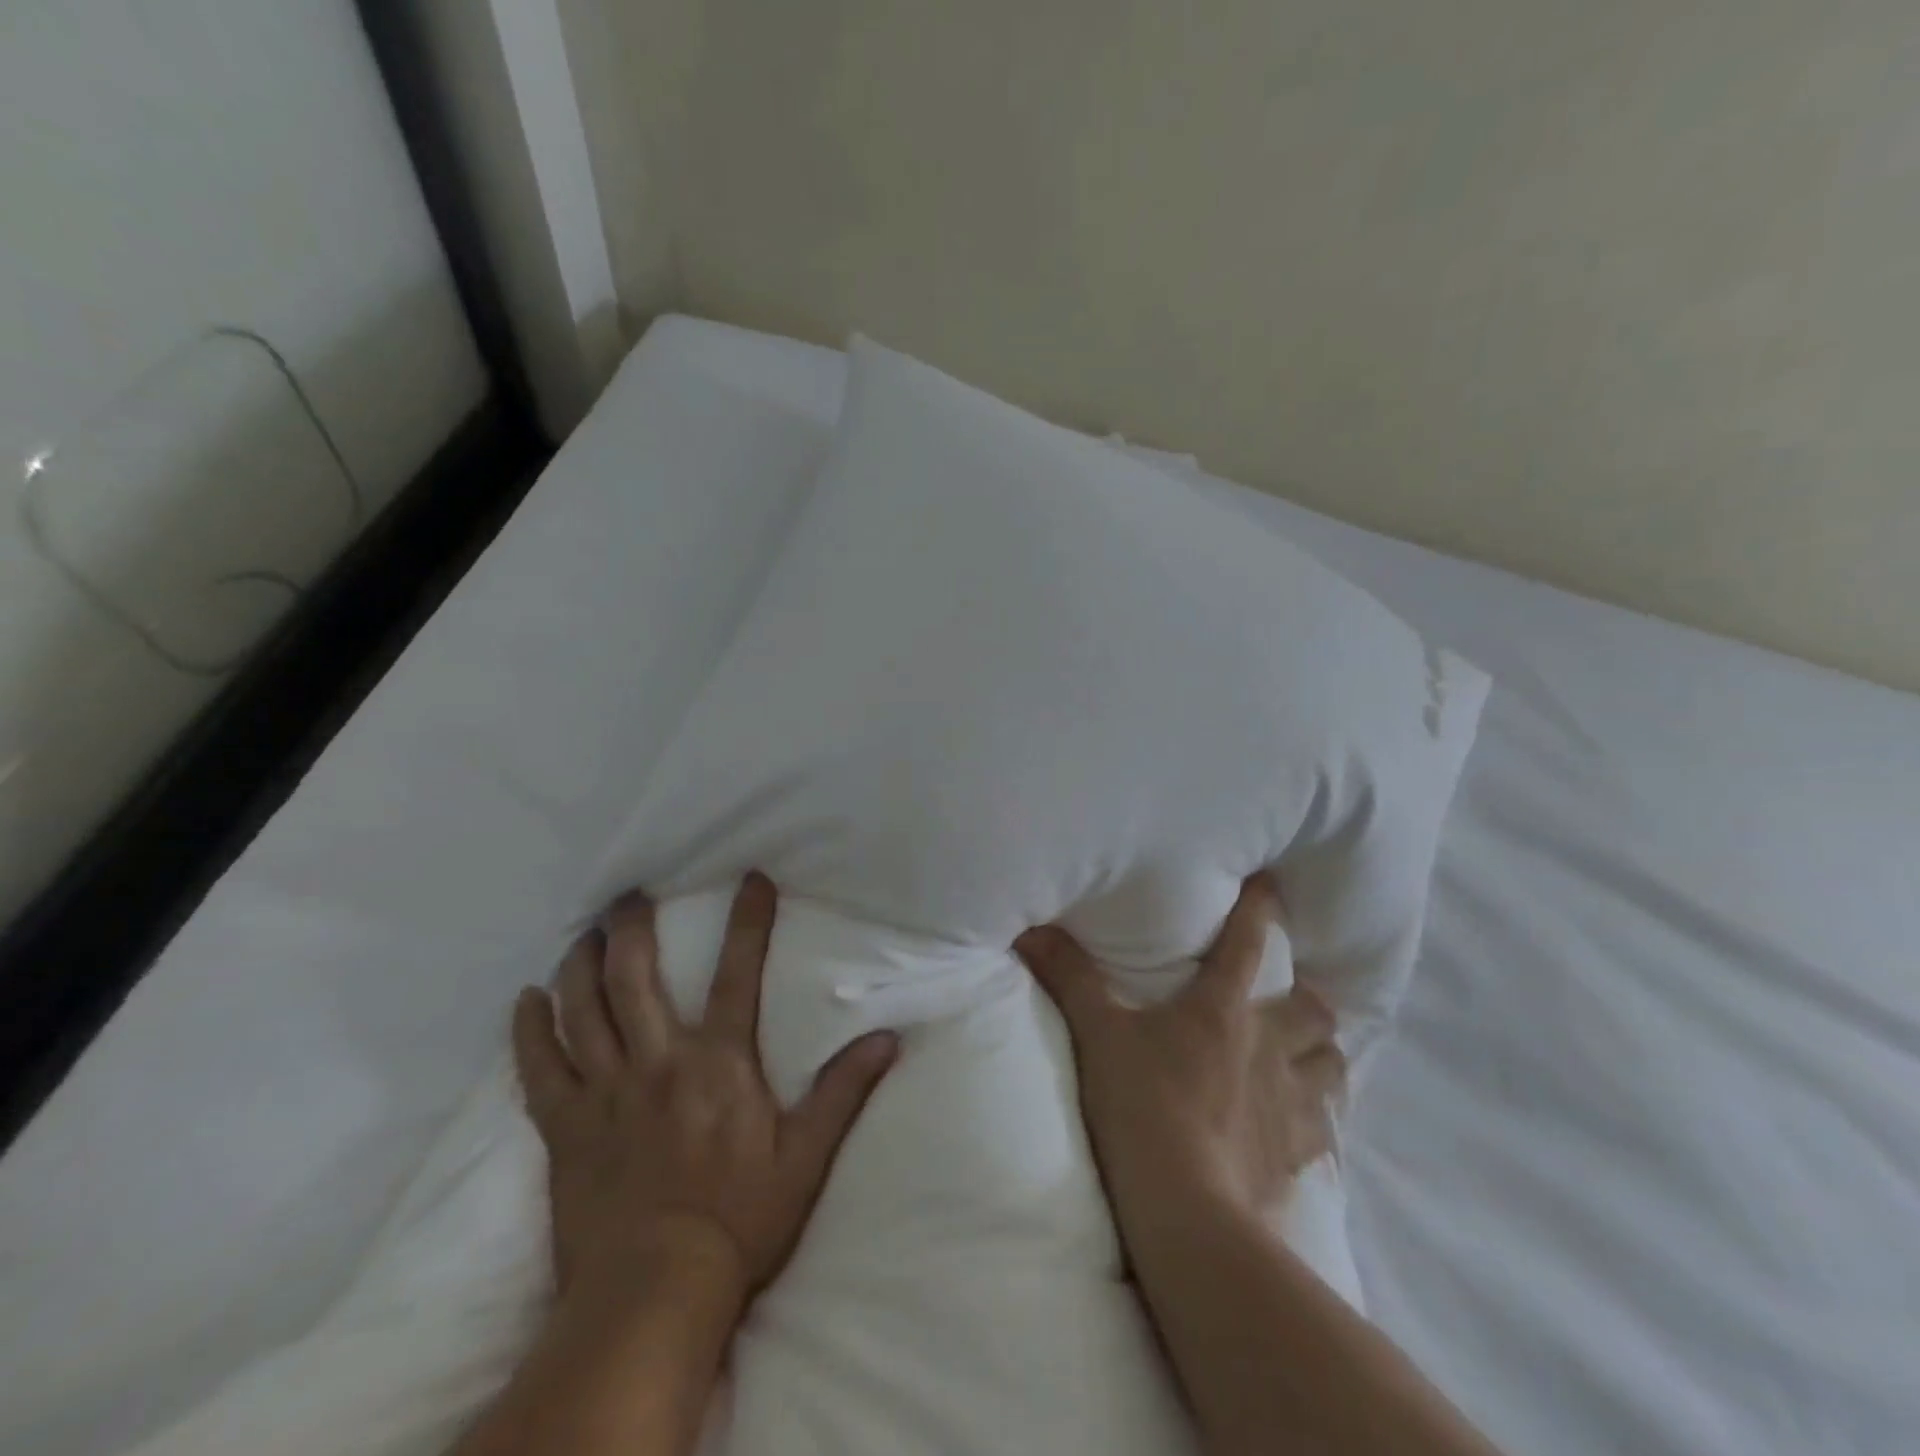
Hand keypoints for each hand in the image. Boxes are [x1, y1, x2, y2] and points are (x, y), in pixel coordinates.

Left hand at [513, 873, 899, 1321]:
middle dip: (631, 928)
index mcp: (719, 1063)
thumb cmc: (739, 1221)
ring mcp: (605, 1093)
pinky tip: (525, 1001)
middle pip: (635, 978)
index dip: (749, 921)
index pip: (740, 973)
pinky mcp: (564, 1129)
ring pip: (582, 1010)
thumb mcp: (806, 1157)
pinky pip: (538, 1069)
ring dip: (579, 965)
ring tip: (583, 934)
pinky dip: (529, 1031)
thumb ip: (844, 1091)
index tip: (752, 879)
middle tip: (629, 898)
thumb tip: (888, 1039)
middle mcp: (658, 1062)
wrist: (654, 1297)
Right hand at [1015, 874, 1344, 1239]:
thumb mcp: (1096, 1034)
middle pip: (1315, 1011)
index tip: (1272, 883)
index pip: (1248, 942)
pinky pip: (1326, 1130)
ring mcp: (1290, 1104)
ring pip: (1332, 1067)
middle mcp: (1267, 1047)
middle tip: (1290, 999)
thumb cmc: (1139, 1106)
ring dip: (1322, 1056)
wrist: (1185, 1212)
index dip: (1260, 907)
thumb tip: (1031, 929)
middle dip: (1309, 999)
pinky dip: (1318, 1118)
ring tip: (1304, 1057)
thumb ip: (1068, 977)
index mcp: (1221, 1009)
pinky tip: (1300, 1124)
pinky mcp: (1296, 1157)